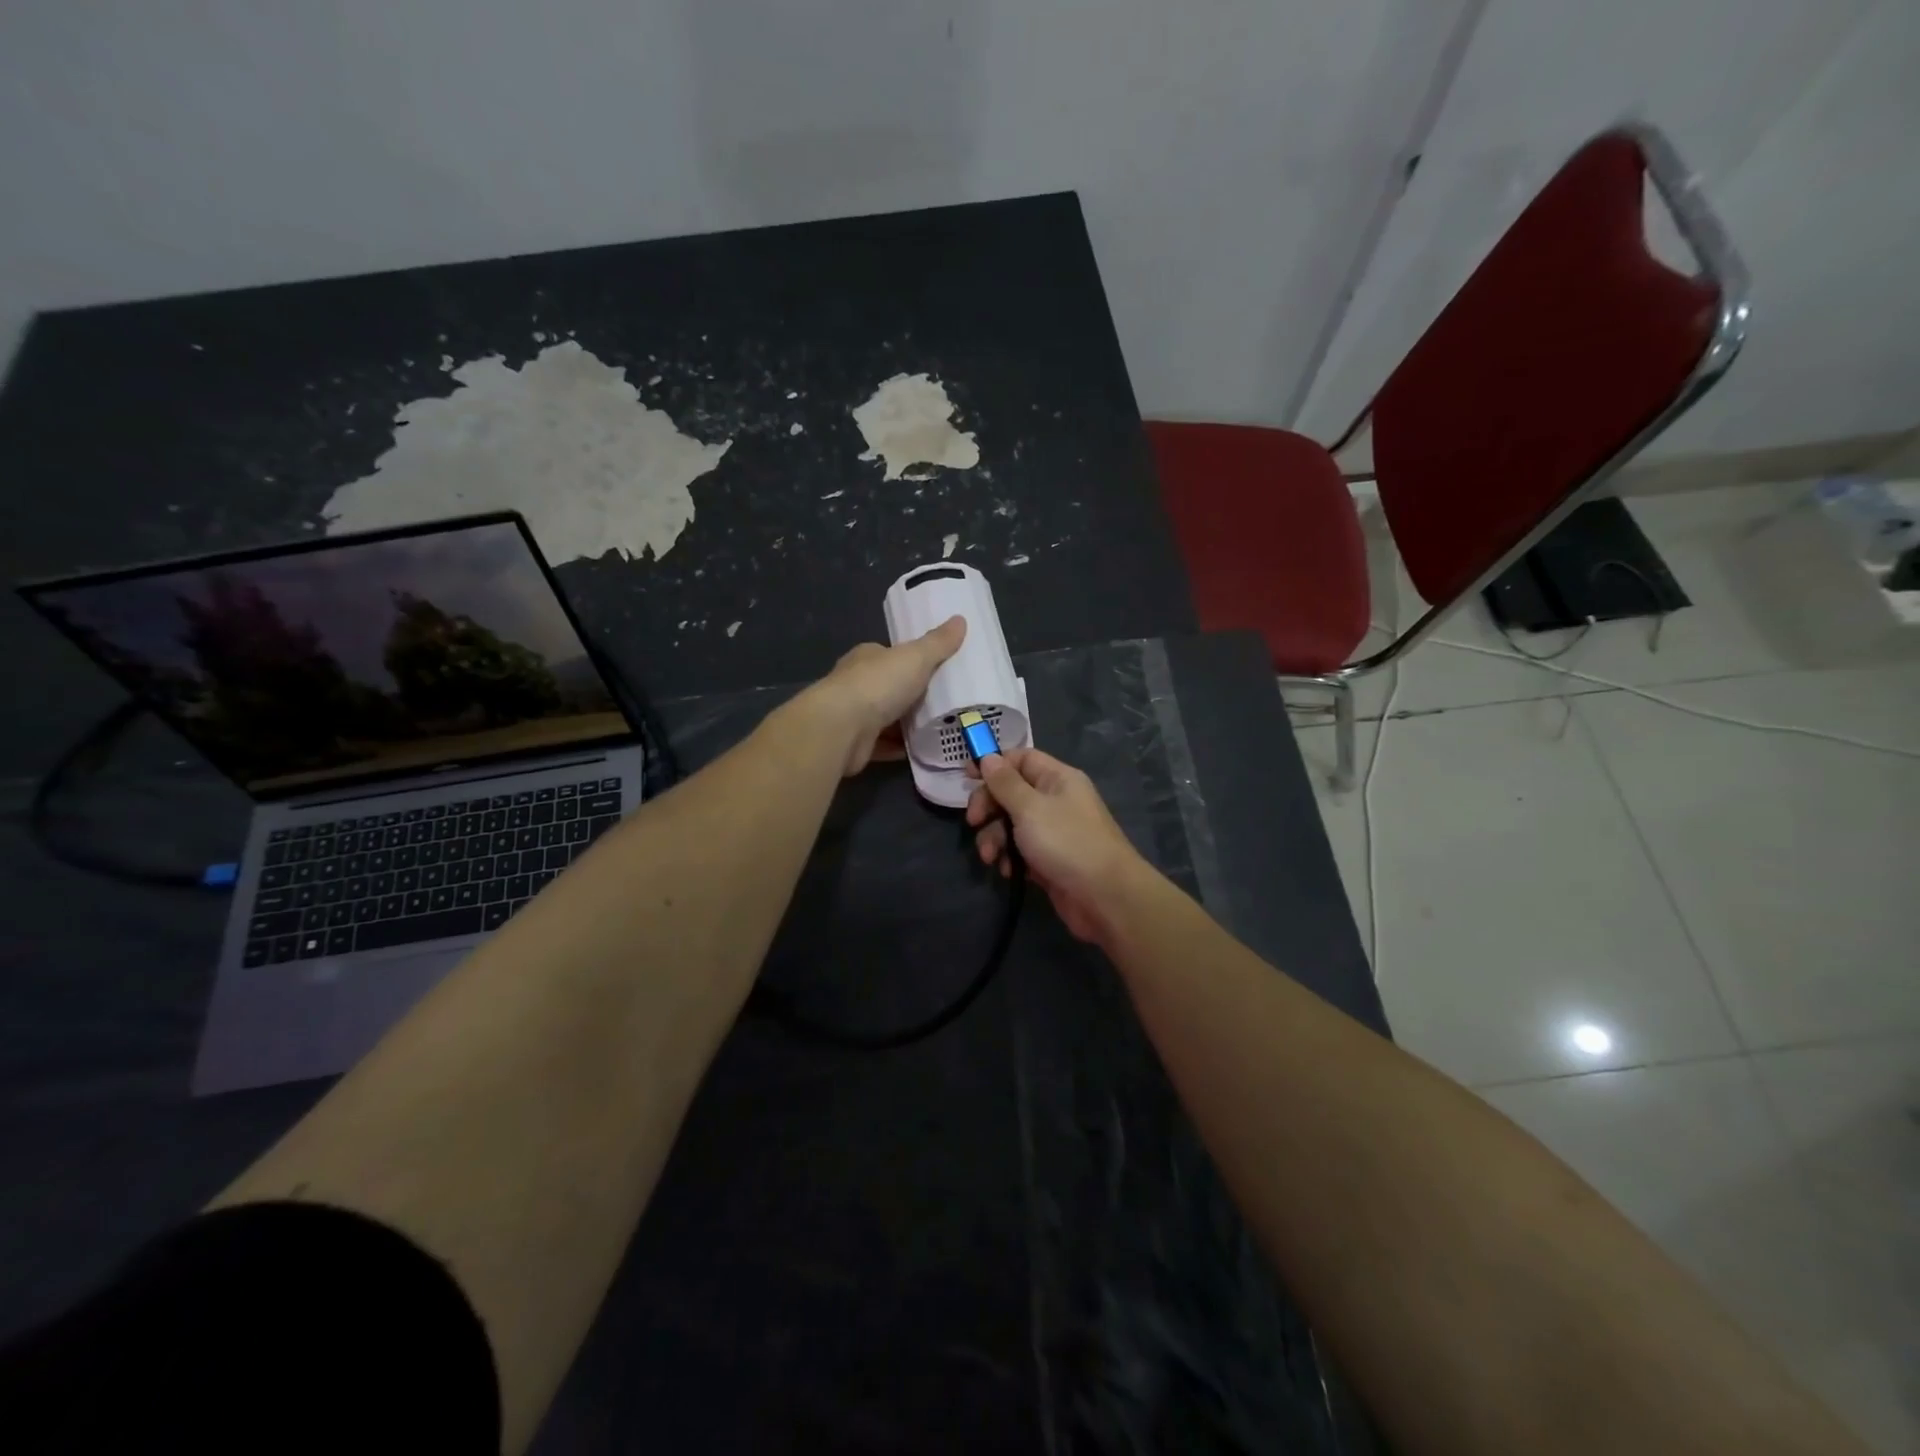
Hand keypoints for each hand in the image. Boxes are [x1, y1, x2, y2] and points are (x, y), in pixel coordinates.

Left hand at [810, 615, 965, 774]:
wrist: (842, 728)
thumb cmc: (878, 684)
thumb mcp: (916, 657)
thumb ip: (938, 643)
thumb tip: (960, 619)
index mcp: (867, 657)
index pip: (890, 655)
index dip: (912, 660)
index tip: (936, 669)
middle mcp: (857, 684)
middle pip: (889, 687)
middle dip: (912, 694)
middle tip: (945, 701)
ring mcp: (854, 715)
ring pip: (886, 718)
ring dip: (907, 724)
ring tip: (940, 726)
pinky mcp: (855, 744)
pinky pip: (883, 745)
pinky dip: (899, 747)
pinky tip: (921, 750)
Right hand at [966, 748, 1151, 942]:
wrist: (1105, 897)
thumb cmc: (1066, 842)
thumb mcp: (1029, 807)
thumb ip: (1005, 783)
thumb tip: (988, 757)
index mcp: (1057, 778)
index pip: (1021, 759)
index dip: (994, 765)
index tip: (967, 777)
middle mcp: (1056, 800)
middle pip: (1011, 792)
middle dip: (989, 807)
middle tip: (974, 822)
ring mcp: (1054, 832)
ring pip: (1012, 824)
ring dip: (995, 838)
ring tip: (990, 857)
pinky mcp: (1050, 860)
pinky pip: (1021, 851)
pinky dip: (1010, 858)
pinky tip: (1008, 871)